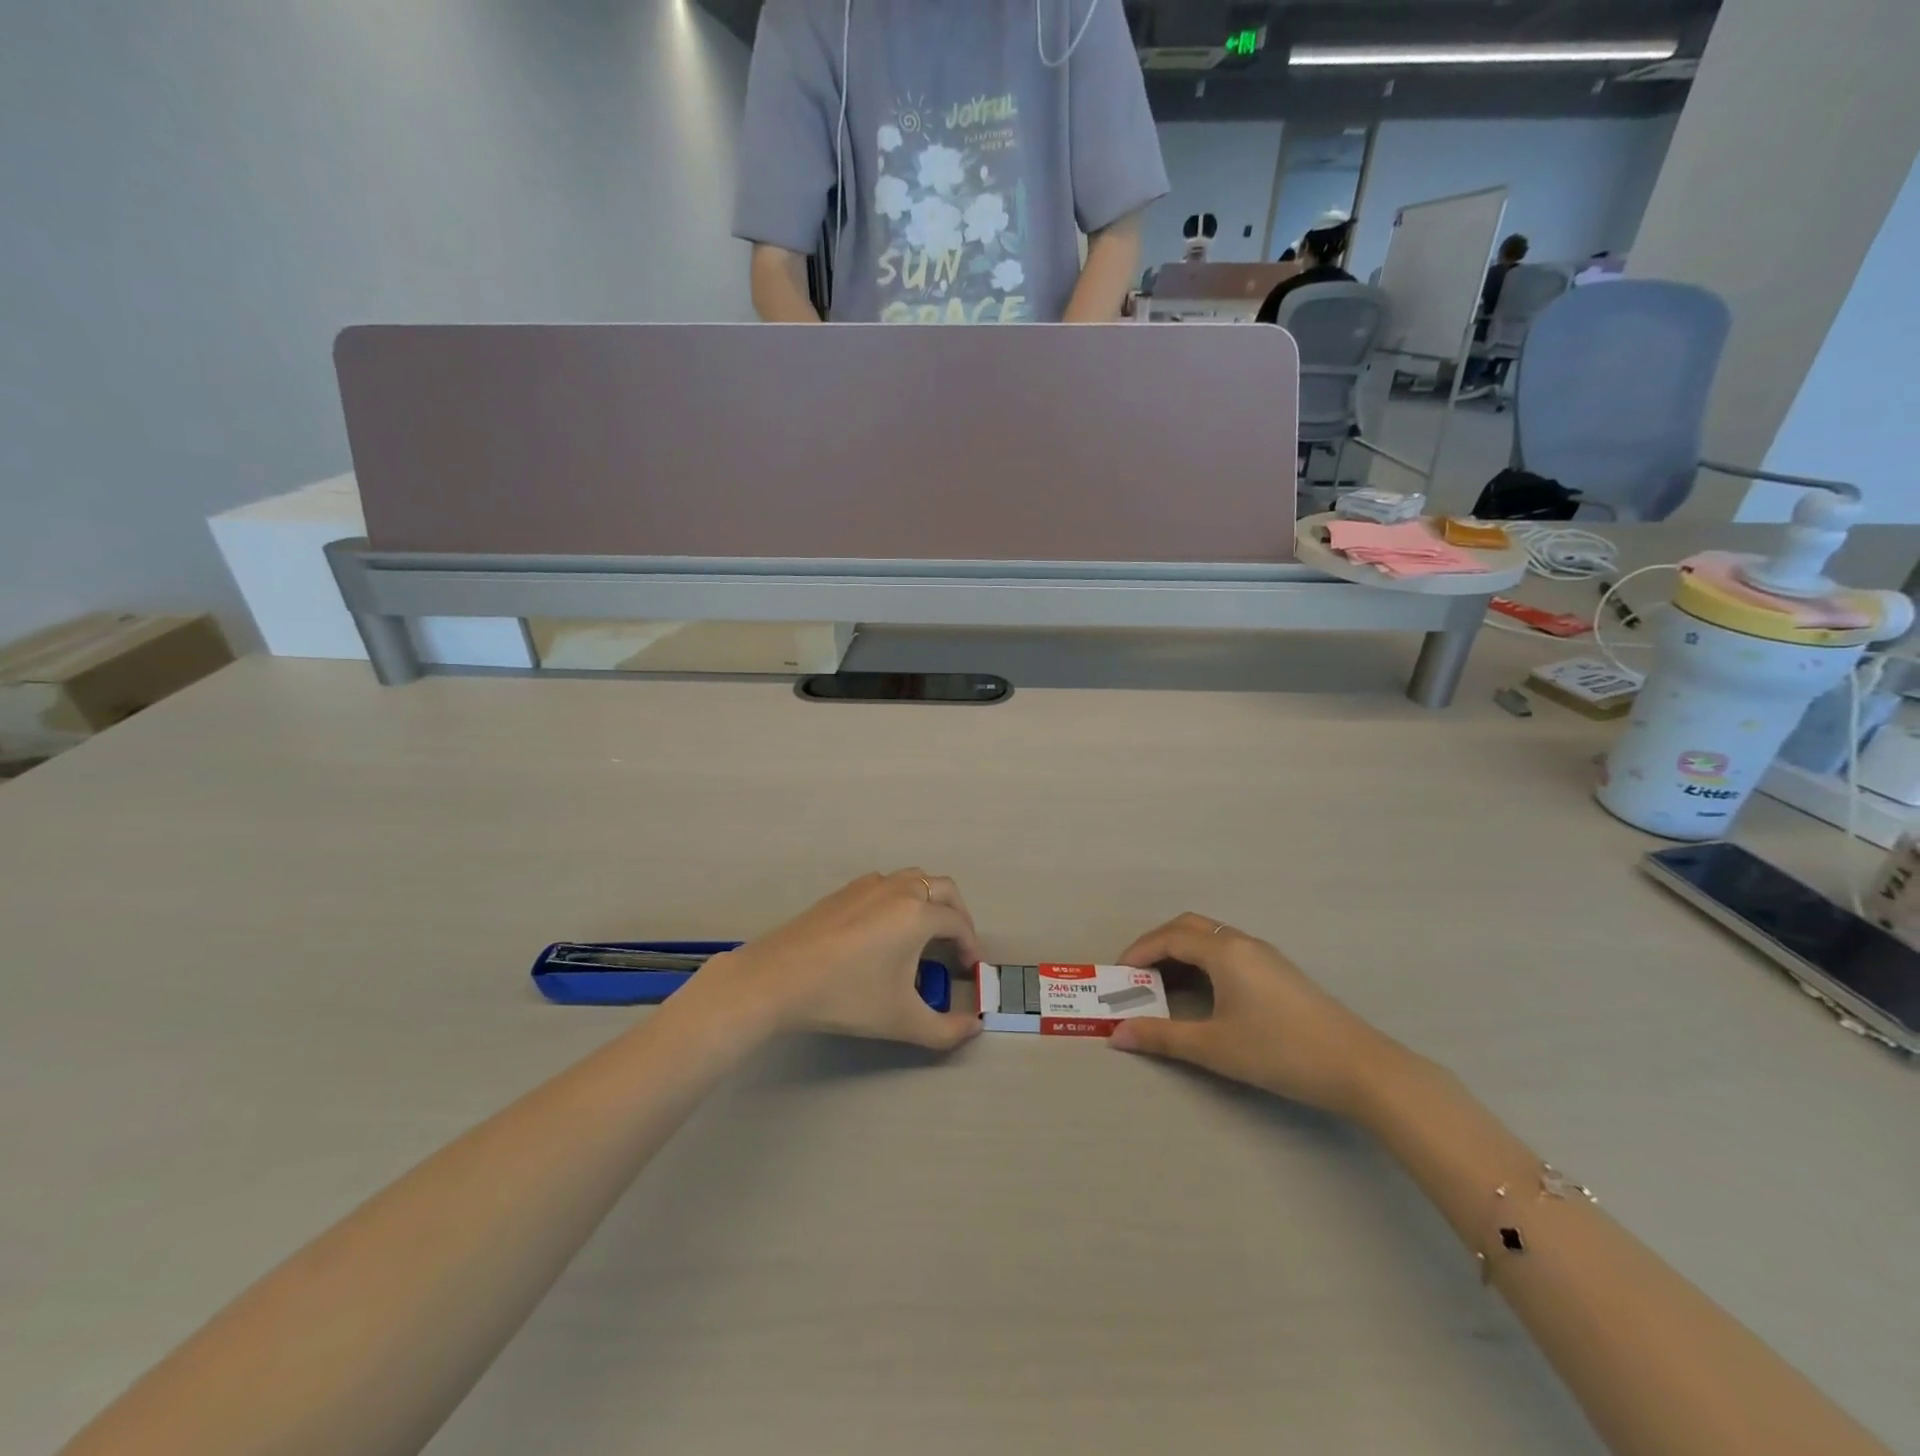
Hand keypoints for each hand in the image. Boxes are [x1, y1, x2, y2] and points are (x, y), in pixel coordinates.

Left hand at [696, 870, 983, 1049]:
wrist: (777, 978)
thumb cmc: (846, 996)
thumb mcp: (901, 1020)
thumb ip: (945, 1030)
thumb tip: (973, 1029)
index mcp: (918, 914)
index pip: (959, 924)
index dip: (971, 946)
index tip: (971, 970)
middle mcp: (898, 889)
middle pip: (943, 889)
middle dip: (957, 915)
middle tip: (956, 946)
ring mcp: (868, 885)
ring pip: (913, 880)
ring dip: (929, 902)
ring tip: (924, 936)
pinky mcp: (843, 891)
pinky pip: (885, 885)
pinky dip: (900, 899)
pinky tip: (885, 931)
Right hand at [1108, 913, 1399, 1117]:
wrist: (1358, 1067)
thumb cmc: (1279, 1051)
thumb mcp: (1214, 1047)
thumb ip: (1162, 1038)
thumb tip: (1116, 1035)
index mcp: (1224, 952)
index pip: (1169, 938)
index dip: (1138, 952)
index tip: (1117, 975)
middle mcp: (1243, 943)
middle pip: (1189, 927)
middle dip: (1157, 944)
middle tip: (1137, 974)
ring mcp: (1265, 956)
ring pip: (1212, 937)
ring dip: (1182, 951)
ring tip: (1164, 984)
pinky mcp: (1280, 972)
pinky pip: (1229, 951)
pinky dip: (1203, 960)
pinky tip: (1205, 992)